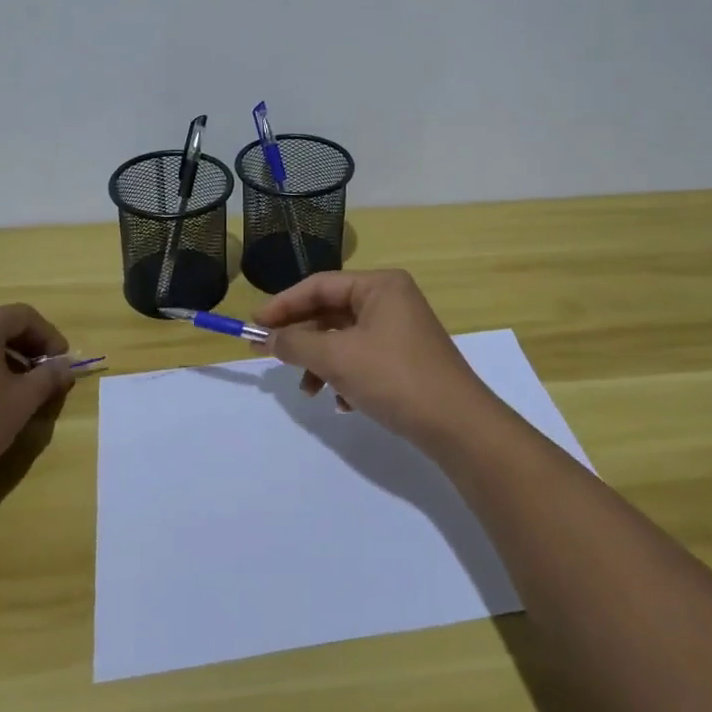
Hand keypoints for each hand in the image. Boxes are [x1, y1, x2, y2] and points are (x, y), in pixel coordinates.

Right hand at [255, 270, 501, 449]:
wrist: (457, 426)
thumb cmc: (394, 378)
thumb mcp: (337, 357)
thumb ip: (296, 343)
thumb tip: (268, 338)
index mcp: (380, 285)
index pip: (319, 285)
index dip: (283, 305)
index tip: (254, 326)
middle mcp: (391, 300)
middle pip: (331, 312)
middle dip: (302, 339)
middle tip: (269, 356)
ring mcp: (400, 331)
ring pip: (344, 339)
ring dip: (321, 362)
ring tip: (310, 391)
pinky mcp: (405, 360)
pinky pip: (362, 359)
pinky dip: (345, 376)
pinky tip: (342, 403)